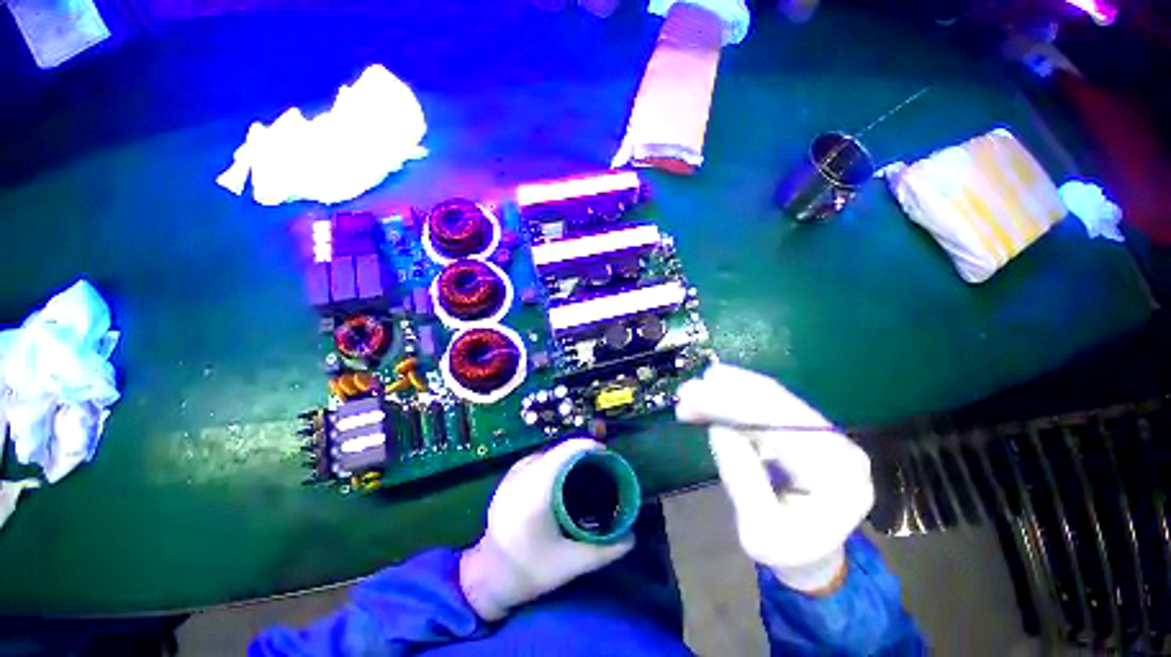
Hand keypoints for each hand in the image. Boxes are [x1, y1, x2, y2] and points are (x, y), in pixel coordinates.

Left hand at [460, 438, 633, 620]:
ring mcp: (511, 475)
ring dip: (566, 456)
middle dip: (581, 453)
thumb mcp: (570, 564)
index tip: (606, 455)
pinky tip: (559, 478)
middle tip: (600, 467)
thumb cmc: (528, 571)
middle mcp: (522, 475)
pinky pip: (535, 460)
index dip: (588, 446)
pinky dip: (552, 462)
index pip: (566, 451)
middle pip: (558, 450)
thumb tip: (631, 538)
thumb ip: (604, 550)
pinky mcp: (506, 480)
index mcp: (537, 489)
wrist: (486, 580)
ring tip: (582, 471)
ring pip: (546, 453)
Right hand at [676, 364, 873, 592]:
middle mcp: (837, 445)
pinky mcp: (807, 427)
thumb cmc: (788, 553)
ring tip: (692, 393)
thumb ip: (742, 480)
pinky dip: (735, 396)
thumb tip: (719, 427)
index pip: (778, 425)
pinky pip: (769, 403)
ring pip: (771, 396)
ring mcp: (825, 433)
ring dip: (727, 390)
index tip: (690, 399)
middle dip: (725, 393)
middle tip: (685, 392)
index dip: (730, 405)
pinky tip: (712, 391)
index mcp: (835, 476)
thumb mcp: (759, 532)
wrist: (814, 556)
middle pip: (776, 403)